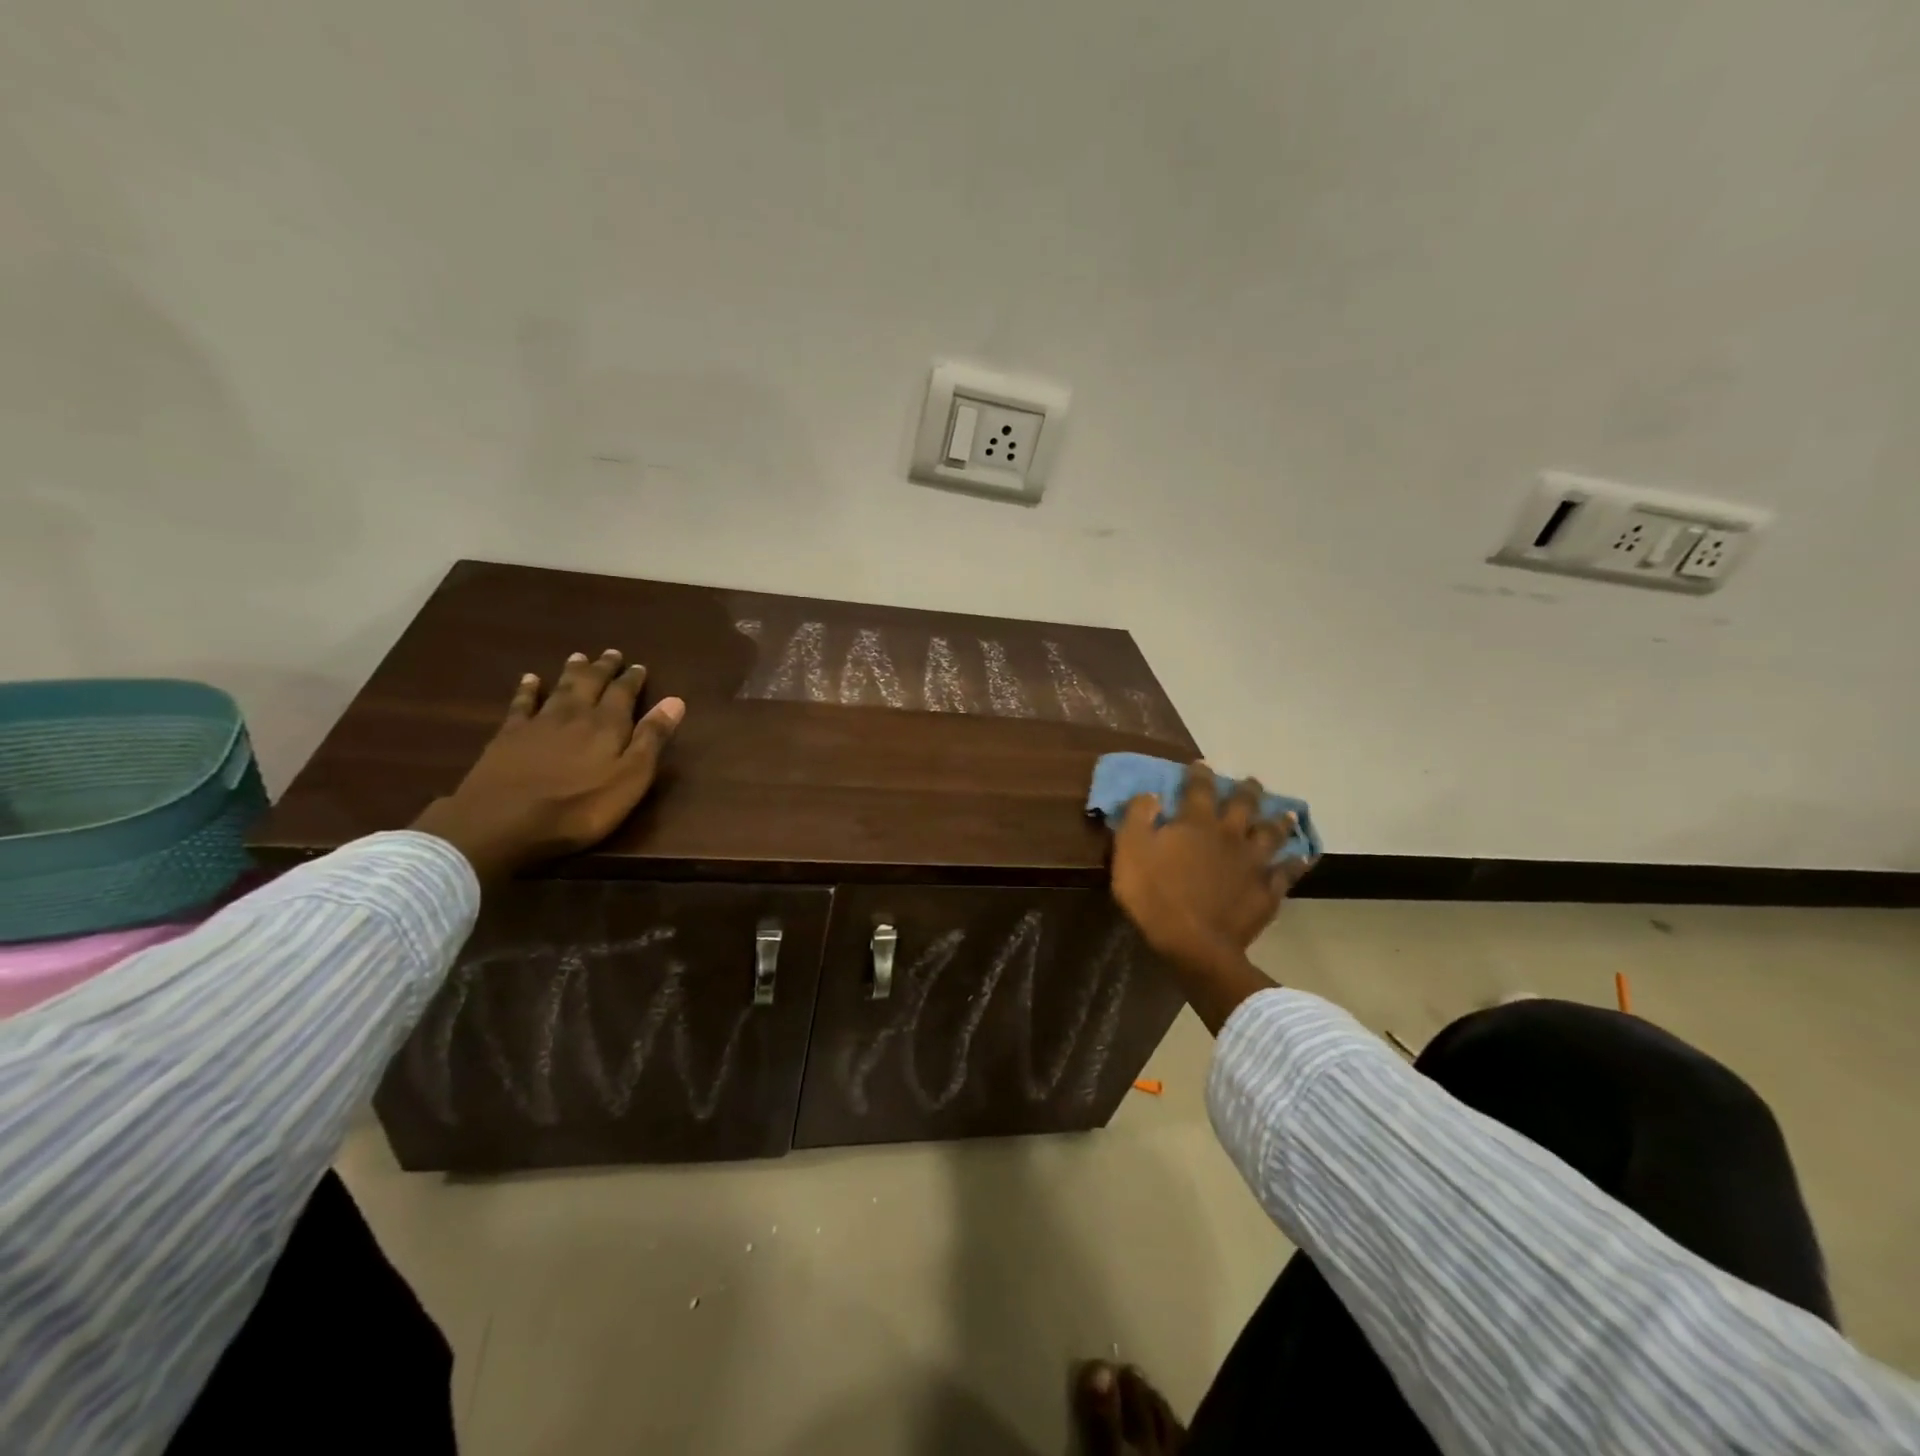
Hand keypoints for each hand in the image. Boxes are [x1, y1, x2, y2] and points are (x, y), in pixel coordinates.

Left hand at [412, 650, 684, 882]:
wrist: (503, 821)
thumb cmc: (579, 808)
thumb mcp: (630, 779)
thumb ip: (651, 739)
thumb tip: (675, 701)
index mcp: (608, 725)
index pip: (624, 693)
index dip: (632, 679)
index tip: (639, 666)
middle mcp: (575, 714)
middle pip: (592, 684)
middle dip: (604, 668)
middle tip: (611, 653)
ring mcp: (539, 722)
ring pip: (560, 688)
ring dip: (572, 672)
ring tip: (579, 656)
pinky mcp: (509, 735)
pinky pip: (521, 704)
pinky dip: (527, 689)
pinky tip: (529, 679)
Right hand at [1110, 764, 1312, 1030]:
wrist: (1194, 943)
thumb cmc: (1154, 895)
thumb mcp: (1130, 850)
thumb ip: (1138, 817)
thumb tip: (1151, 794)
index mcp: (1196, 823)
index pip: (1199, 789)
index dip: (1199, 775)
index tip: (1202, 764)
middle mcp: (1229, 835)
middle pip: (1243, 806)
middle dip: (1247, 790)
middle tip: (1252, 782)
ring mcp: (1253, 863)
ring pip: (1272, 835)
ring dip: (1279, 821)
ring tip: (1288, 813)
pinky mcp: (1267, 891)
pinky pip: (1287, 873)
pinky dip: (1296, 863)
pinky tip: (1303, 858)